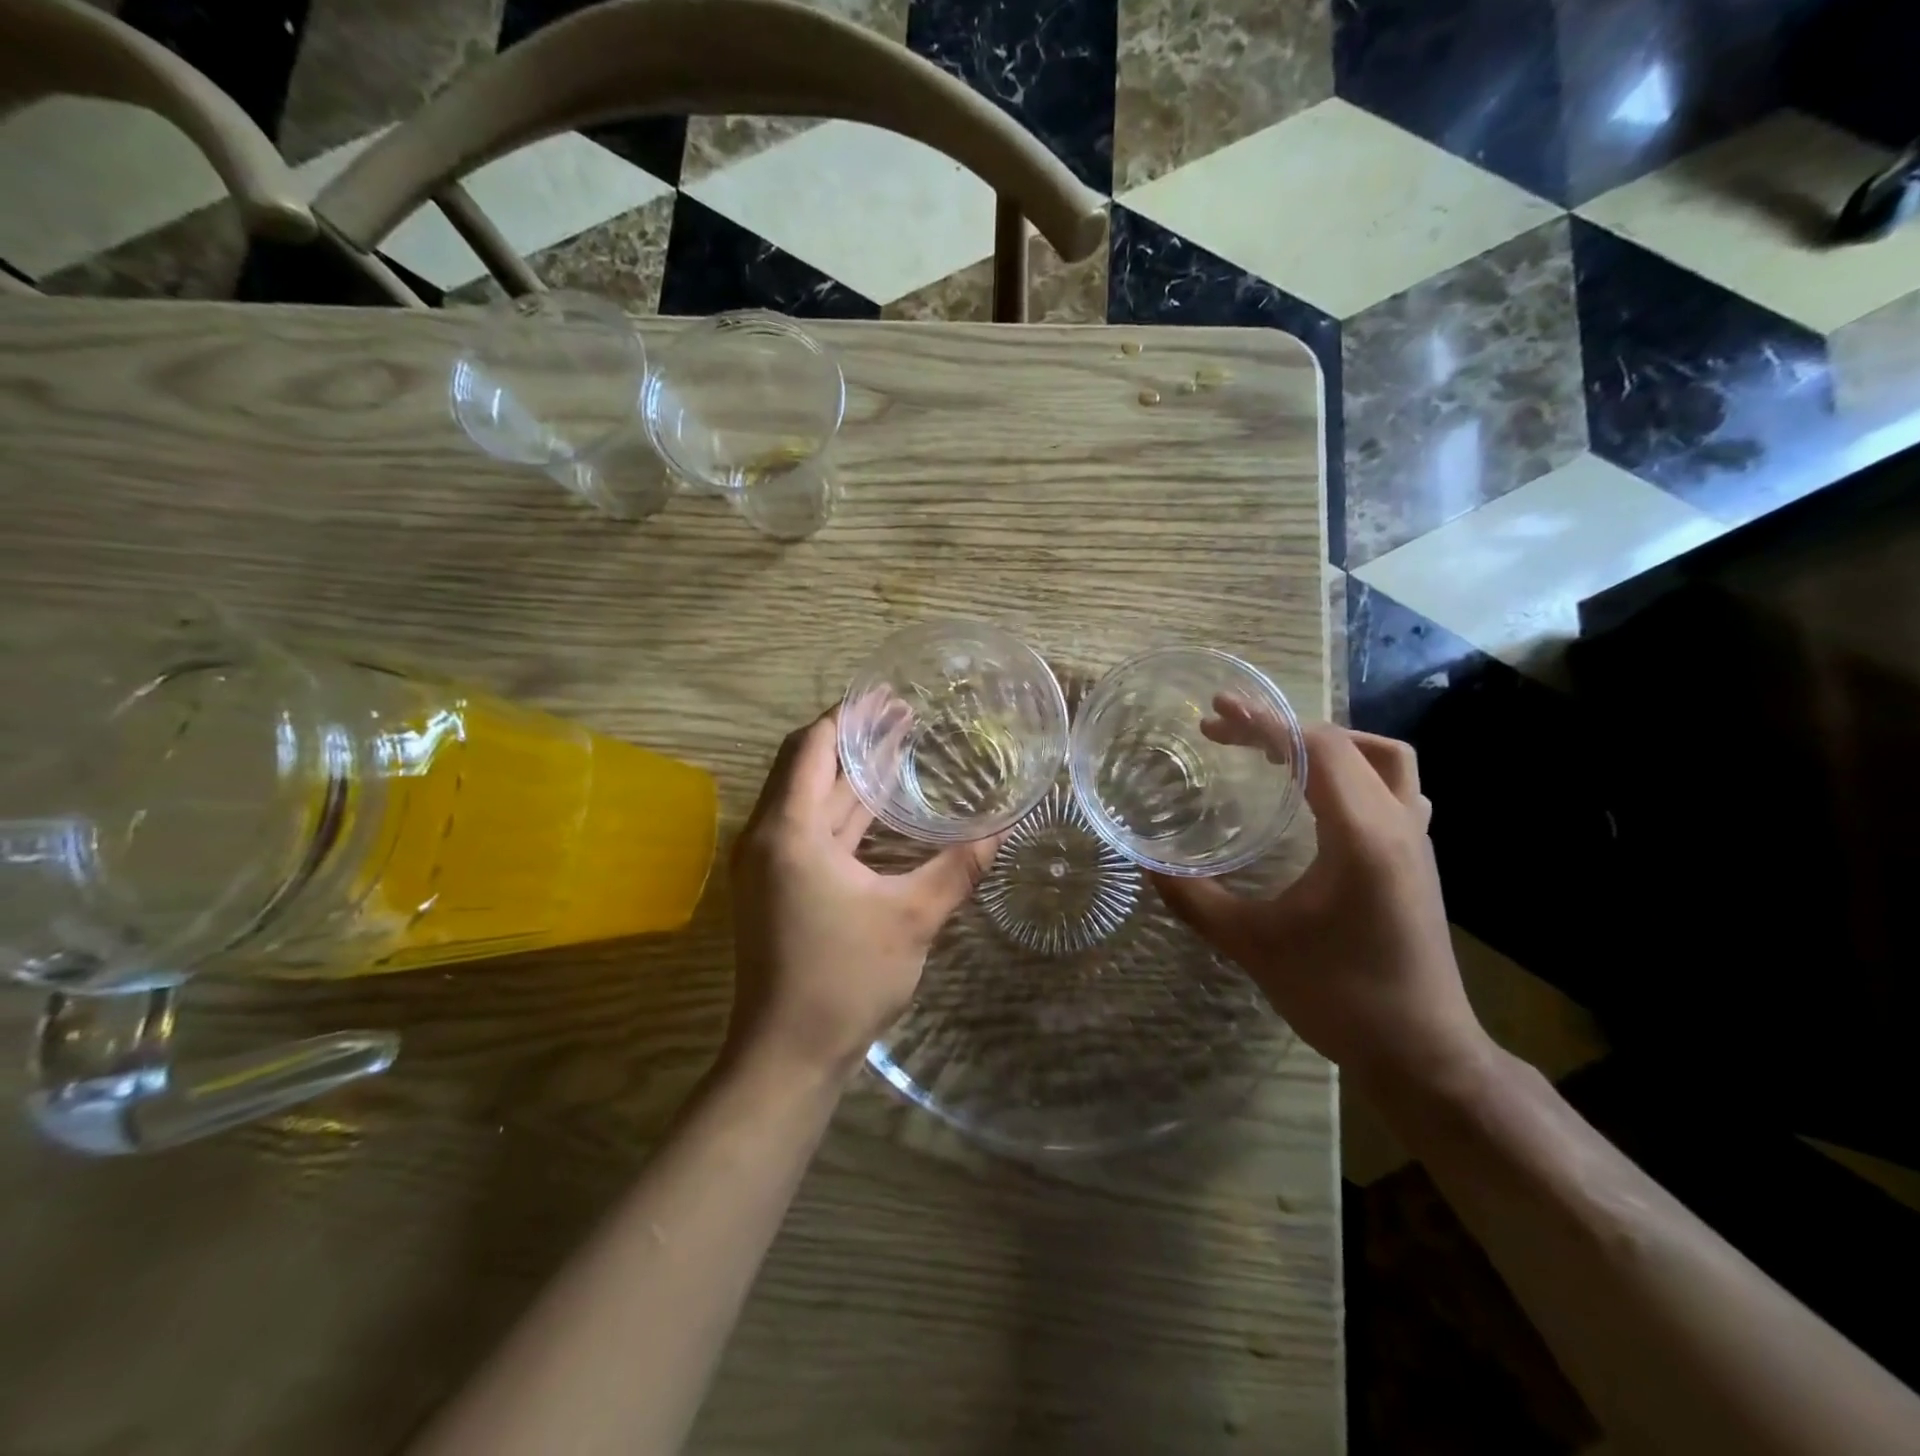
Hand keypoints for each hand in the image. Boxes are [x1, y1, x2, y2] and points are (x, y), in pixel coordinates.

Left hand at [727, 708, 1000, 1075]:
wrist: (787, 1055)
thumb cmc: (844, 980)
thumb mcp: (912, 918)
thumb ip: (958, 867)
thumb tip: (1005, 827)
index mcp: (789, 831)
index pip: (811, 747)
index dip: (847, 716)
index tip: (886, 696)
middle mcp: (768, 837)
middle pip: (804, 766)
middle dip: (851, 738)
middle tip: (900, 715)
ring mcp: (768, 864)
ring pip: (807, 799)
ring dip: (847, 774)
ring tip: (895, 746)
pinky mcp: (776, 887)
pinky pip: (809, 829)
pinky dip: (841, 810)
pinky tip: (878, 806)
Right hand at [1155, 719, 1490, 1093]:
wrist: (1422, 1055)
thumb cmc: (1338, 997)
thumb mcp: (1252, 946)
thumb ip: (1194, 899)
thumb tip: (1147, 865)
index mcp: (1362, 836)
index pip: (1316, 750)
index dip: (1263, 724)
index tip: (1215, 715)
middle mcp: (1398, 825)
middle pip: (1345, 744)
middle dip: (1283, 728)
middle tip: (1228, 733)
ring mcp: (1417, 841)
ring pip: (1385, 759)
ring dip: (1329, 743)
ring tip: (1279, 752)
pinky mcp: (1419, 859)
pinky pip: (1398, 788)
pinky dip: (1357, 771)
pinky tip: (1324, 797)